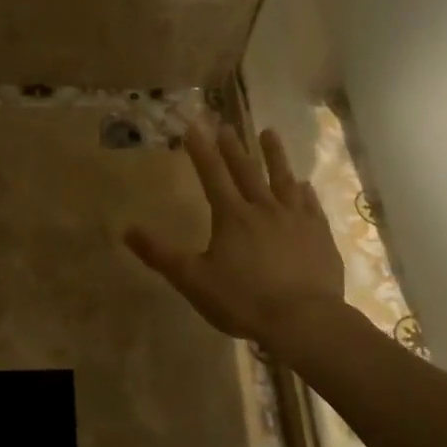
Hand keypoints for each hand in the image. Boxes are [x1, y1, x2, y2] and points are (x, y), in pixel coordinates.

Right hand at [125, 123, 344, 342]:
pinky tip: (304, 184)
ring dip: (275, 155)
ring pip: (283, 179)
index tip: (194, 127)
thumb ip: (161, 254)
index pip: (212, 175)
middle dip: (233, 147)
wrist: (305, 321)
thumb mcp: (193, 280)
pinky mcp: (319, 234)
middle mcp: (264, 208)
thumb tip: (127, 230)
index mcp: (232, 216)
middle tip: (226, 125)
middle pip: (247, 171)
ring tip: (269, 133)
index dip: (201, 151)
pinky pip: (310, 204)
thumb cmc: (244, 300)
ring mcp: (296, 219)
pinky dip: (304, 190)